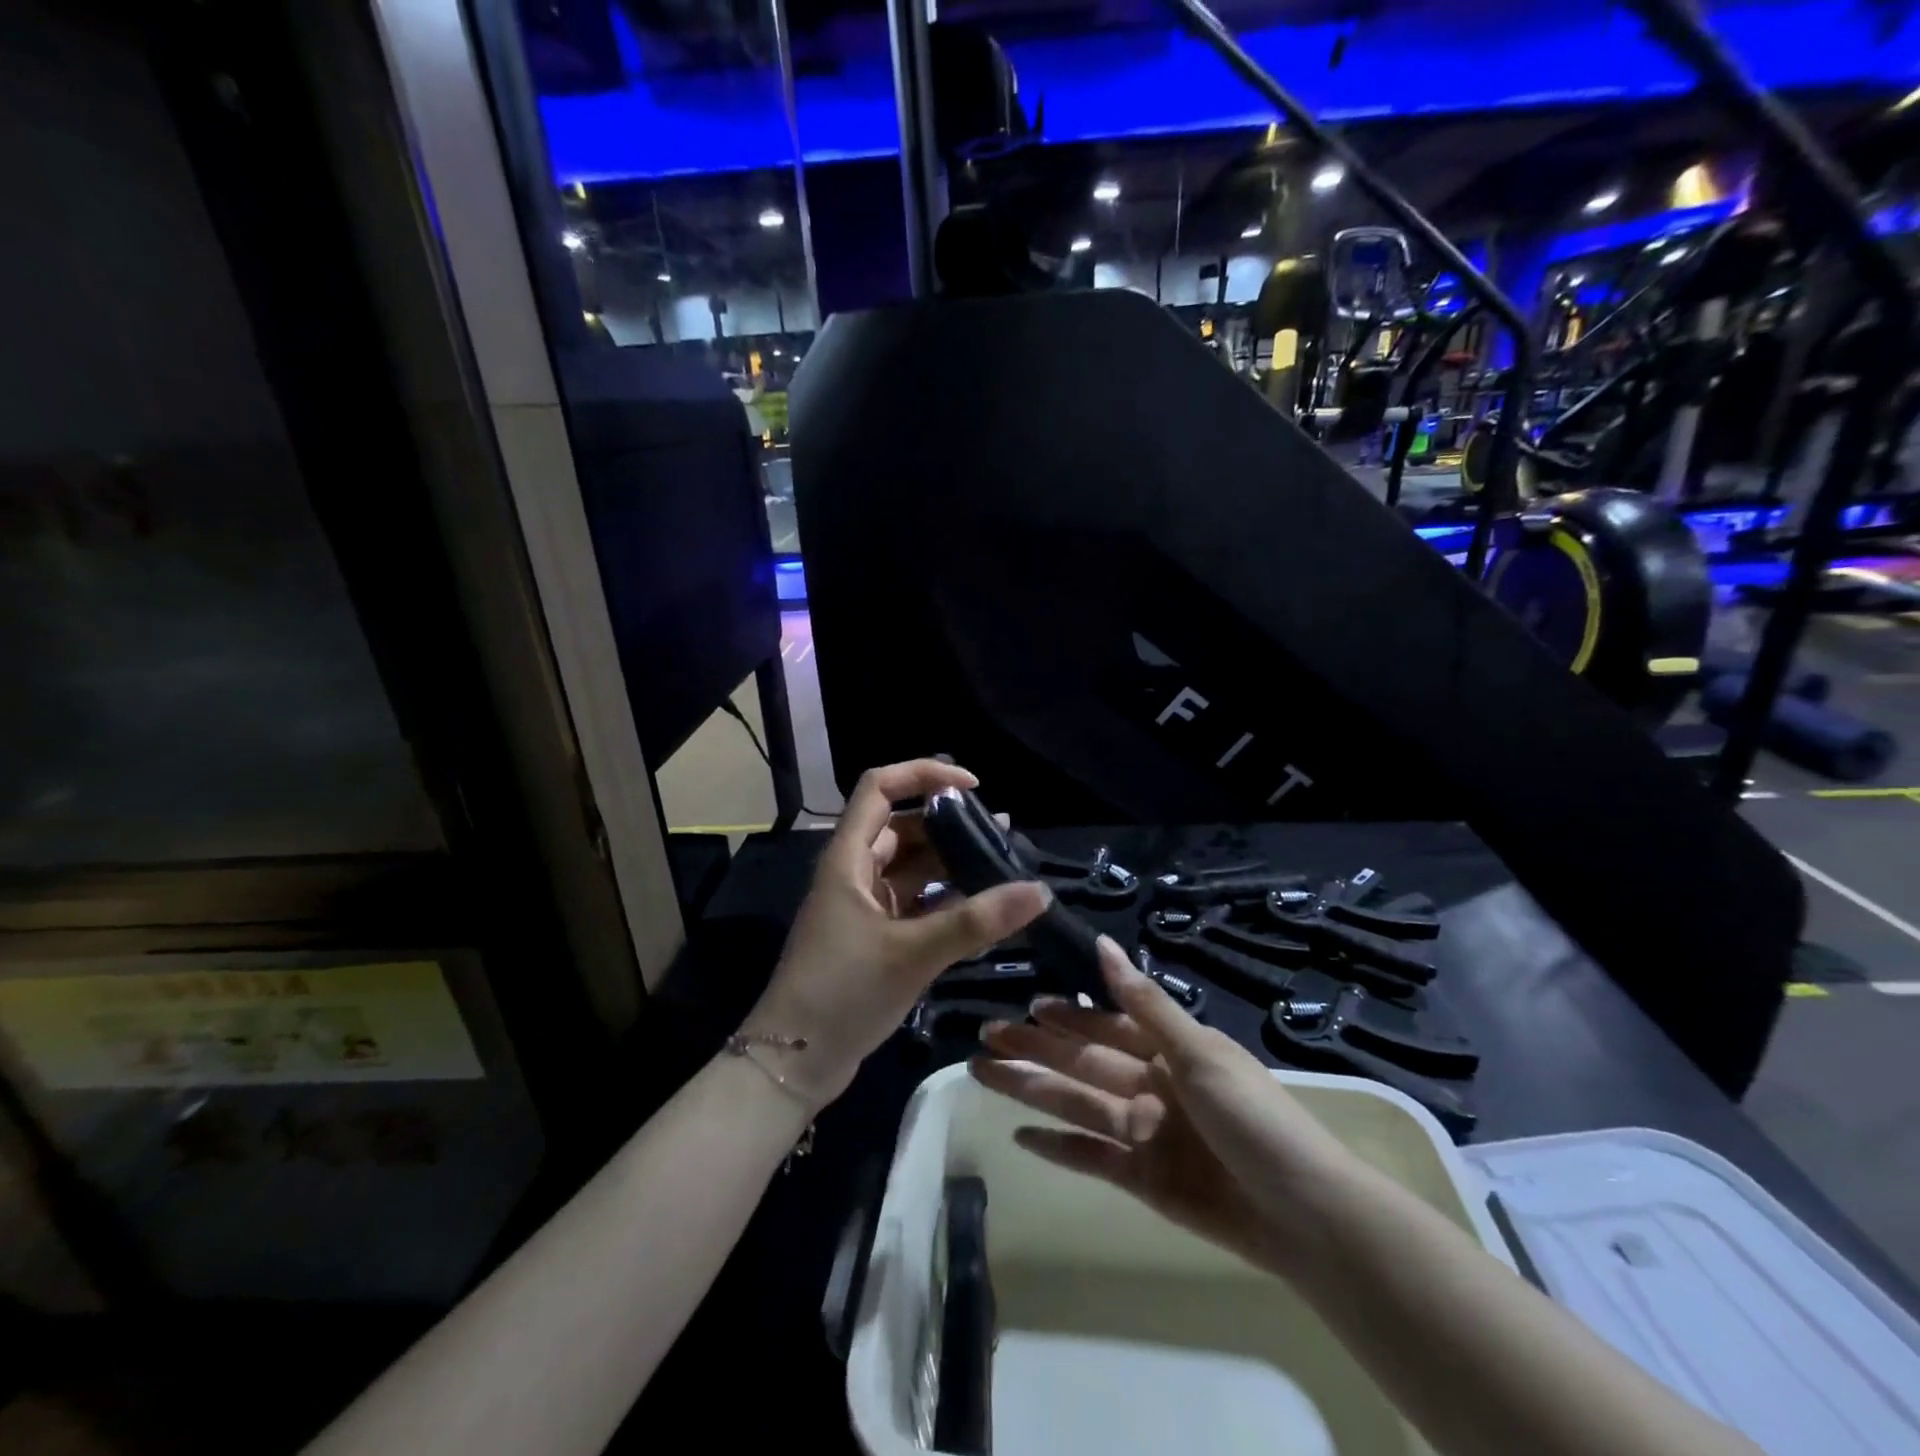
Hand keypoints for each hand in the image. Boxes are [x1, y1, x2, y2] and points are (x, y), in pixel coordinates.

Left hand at [743, 760, 1051, 1110]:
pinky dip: (945, 901)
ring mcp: (863, 907)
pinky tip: (982, 910)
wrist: (793, 1062)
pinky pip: (914, 903)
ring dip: (951, 864)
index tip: (973, 786)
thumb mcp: (912, 953)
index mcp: (848, 858)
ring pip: (911, 868)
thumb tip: (1039, 891)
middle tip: (1002, 837)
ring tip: (1002, 868)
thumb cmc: (842, 994)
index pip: (880, 787)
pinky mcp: (873, 937)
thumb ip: (976, 922)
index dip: (924, 774)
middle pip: (903, 827)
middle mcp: (854, 873)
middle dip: (950, 825)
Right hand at [971, 936, 1349, 1278]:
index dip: (1067, 1013)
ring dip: (1031, 1088)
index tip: (1026, 1001)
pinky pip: (1089, 1156)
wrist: (1303, 1215)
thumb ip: (1144, 1002)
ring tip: (984, 1072)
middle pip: (1080, 1060)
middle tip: (985, 1034)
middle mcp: (1150, 1085)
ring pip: (1075, 1102)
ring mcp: (1143, 1132)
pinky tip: (1019, 1135)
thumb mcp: (1199, 1051)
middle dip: (1034, 1046)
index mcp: (1168, 1050)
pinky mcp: (1141, 1179)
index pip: (1105, 1022)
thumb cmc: (1253, 1117)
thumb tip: (1102, 944)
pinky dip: (1056, 1147)